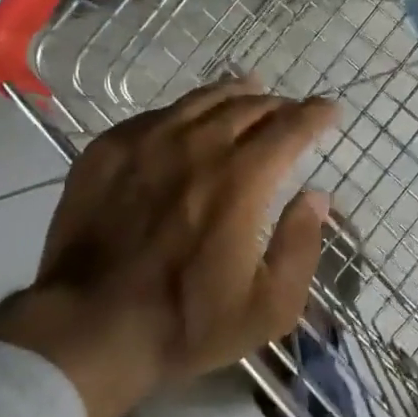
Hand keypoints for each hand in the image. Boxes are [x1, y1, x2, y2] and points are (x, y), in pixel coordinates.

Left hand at [0, 77, 338, 416]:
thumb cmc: (185, 322)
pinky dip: (186, 110)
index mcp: (240, 179)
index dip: (315, 114)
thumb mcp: (267, 307)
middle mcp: (197, 145)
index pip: (289, 127)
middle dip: (277, 105)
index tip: (329, 109)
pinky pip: (158, 113)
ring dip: (233, 93)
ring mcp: (148, 141)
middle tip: (288, 110)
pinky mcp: (109, 148)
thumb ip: (301, 247)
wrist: (88, 325)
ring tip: (248, 90)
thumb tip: (317, 197)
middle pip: (247, 106)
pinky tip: (188, 118)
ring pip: (201, 99)